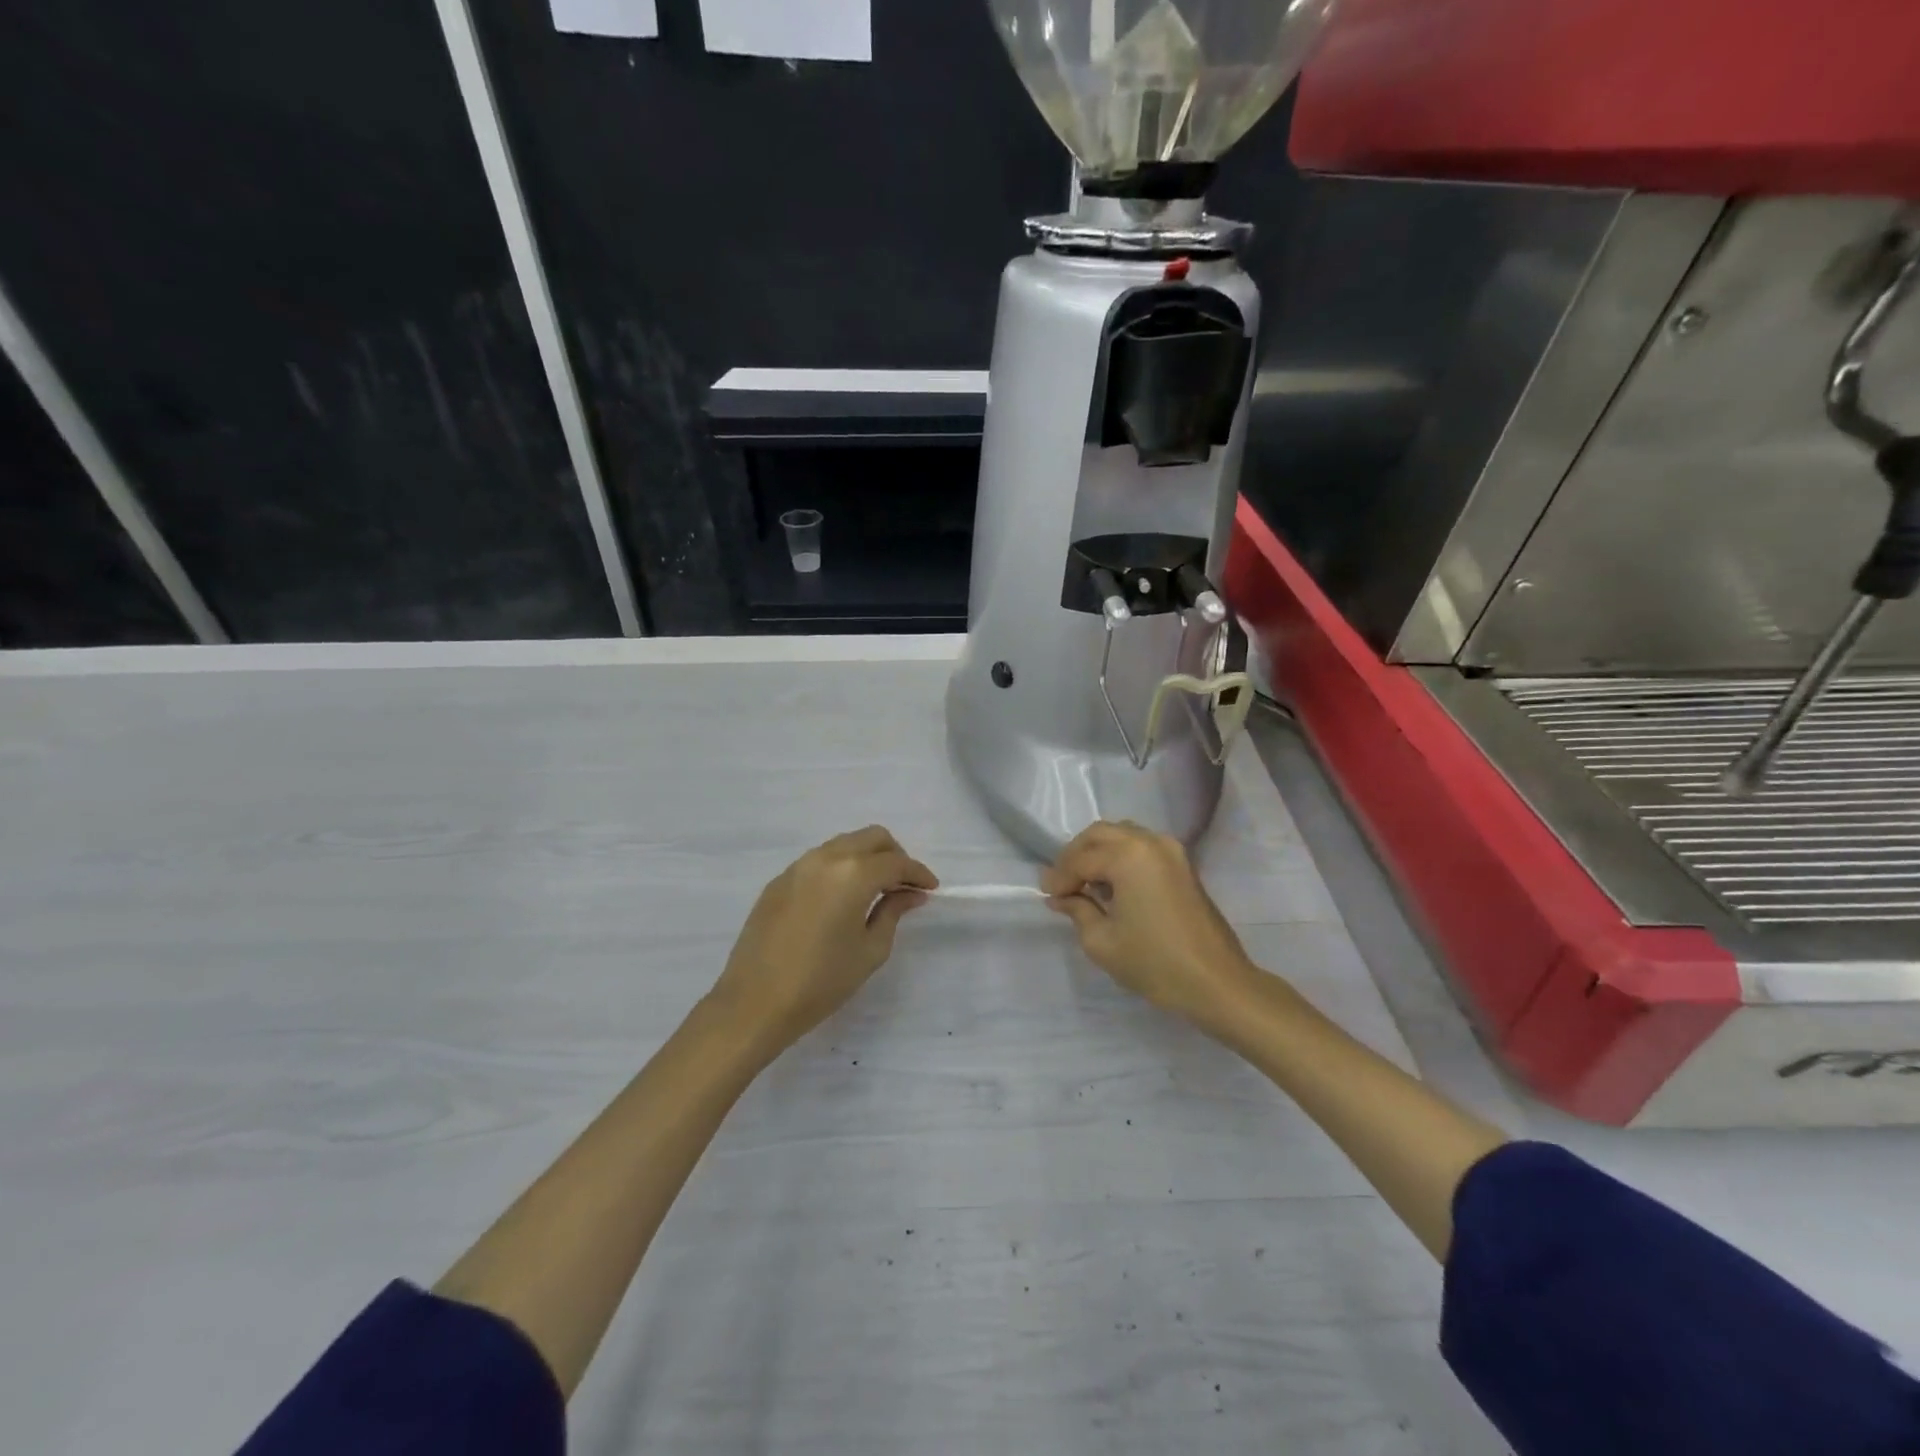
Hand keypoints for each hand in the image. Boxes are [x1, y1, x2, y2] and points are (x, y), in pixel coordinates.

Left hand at [708, 827, 937, 1051]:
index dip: (918, 873)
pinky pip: (819, 861)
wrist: (754, 1003)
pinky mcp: (779, 881)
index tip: (930, 889)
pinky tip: (842, 899)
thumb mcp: (870, 950)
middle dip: (894, 855)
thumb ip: (893, 913)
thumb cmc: (821, 982)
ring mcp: (798, 866)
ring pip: (843, 844)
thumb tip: (910, 894)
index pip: (896, 862)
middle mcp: (826, 858)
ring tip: (876, 891)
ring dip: (866, 858)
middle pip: (871, 838)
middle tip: (904, 885)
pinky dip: (840, 868)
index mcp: (853, 873)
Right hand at [1041, 821, 1256, 1024]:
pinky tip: (1112, 887)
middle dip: (1075, 856)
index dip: (1059, 878)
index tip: (1046, 896)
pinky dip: (1121, 857)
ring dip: (1098, 853)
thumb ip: (1077, 910)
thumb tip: (1061, 897)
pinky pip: (1142, 846)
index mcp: (1128, 855)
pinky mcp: (1183, 864)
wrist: (1216, 983)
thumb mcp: (1101, 941)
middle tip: (1061, 885)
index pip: (1081, 859)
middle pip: (1100, 834)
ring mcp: (1171, 850)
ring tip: (1085, 885)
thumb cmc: (1154, 963)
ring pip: (1122, 835)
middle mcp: (1150, 841)